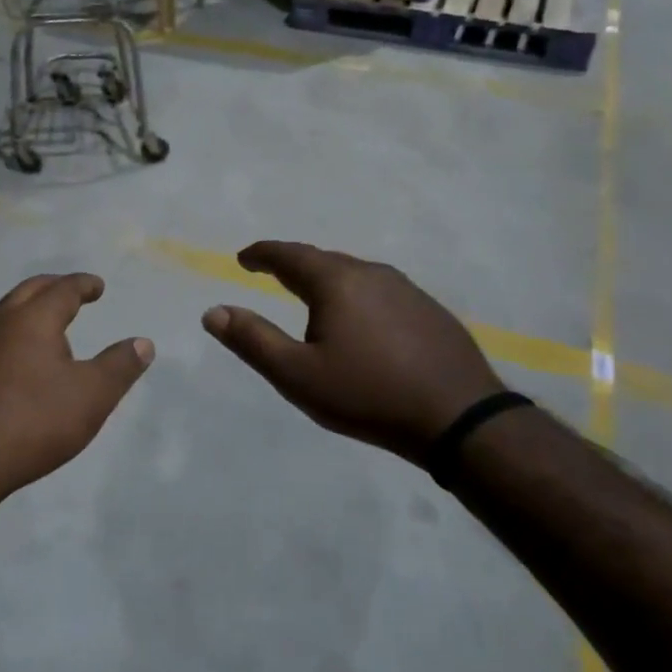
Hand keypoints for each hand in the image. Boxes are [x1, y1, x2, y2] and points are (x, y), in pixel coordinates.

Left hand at [0, 273, 152, 499]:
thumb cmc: (34, 421)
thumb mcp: (92, 395)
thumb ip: (120, 366)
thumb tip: (143, 343)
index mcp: (32, 320)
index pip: (62, 289)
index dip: (84, 284)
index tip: (98, 286)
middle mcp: (0, 324)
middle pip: (29, 291)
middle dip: (54, 287)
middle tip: (74, 292)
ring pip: (7, 313)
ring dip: (31, 308)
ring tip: (52, 324)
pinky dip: (16, 333)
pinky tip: (24, 360)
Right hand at [201, 241, 504, 464]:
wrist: (459, 418)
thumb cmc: (368, 394)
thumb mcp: (298, 375)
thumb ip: (253, 341)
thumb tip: (213, 312)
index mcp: (336, 282)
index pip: (289, 255)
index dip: (262, 254)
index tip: (243, 258)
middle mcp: (371, 273)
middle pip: (323, 260)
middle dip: (293, 265)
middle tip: (271, 274)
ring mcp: (406, 289)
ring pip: (354, 274)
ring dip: (326, 280)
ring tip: (311, 298)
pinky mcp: (429, 310)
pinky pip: (380, 291)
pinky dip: (356, 296)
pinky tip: (360, 322)